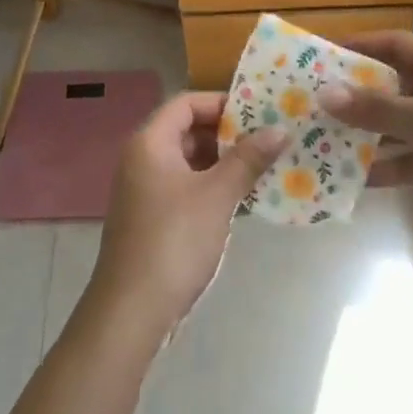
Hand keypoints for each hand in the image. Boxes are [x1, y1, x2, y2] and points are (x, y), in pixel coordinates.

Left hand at [88, 92, 287, 336]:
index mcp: (150, 142)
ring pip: (190, 162)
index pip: (187, 103)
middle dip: (229, 134)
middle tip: (269, 139)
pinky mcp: (153, 218)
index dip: (222, 103)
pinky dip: (213, 188)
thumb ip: (248, 159)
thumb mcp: (217, 195)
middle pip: (188, 130)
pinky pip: (187, 188)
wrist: (132, 310)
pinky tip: (245, 199)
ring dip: (224, 163)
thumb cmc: (174, 241)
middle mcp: (143, 159)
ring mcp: (146, 190)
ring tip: (266, 167)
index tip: (259, 113)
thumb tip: (280, 129)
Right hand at [320, 31, 412, 242]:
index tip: (316, 56)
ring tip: (319, 142)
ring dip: (364, 135)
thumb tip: (325, 92)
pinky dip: (386, 167)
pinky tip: (352, 179)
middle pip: (389, 86)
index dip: (355, 47)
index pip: (390, 44)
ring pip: (396, 126)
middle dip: (352, 97)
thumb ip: (375, 108)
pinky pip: (409, 160)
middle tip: (307, 104)